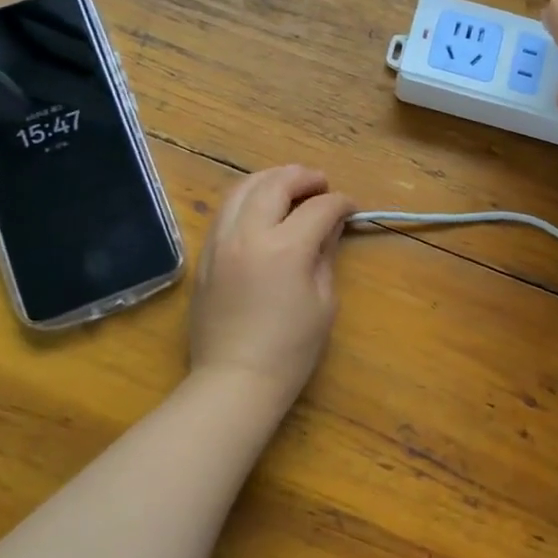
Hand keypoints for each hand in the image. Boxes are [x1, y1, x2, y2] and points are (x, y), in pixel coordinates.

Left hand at [189, 165, 355, 407]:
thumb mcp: (323, 301)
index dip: (340, 202)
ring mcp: (220, 242)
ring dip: (270, 180)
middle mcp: (248, 235)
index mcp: (285, 249)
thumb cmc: (290, 349)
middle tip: (321, 183)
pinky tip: (261, 208)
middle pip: (275, 184)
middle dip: (303, 177)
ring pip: (241, 188)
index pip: (318, 208)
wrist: (235, 380)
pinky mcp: (205, 255)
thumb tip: (331, 225)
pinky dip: (247, 198)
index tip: (351, 207)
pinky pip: (225, 210)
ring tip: (290, 186)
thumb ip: (325, 253)